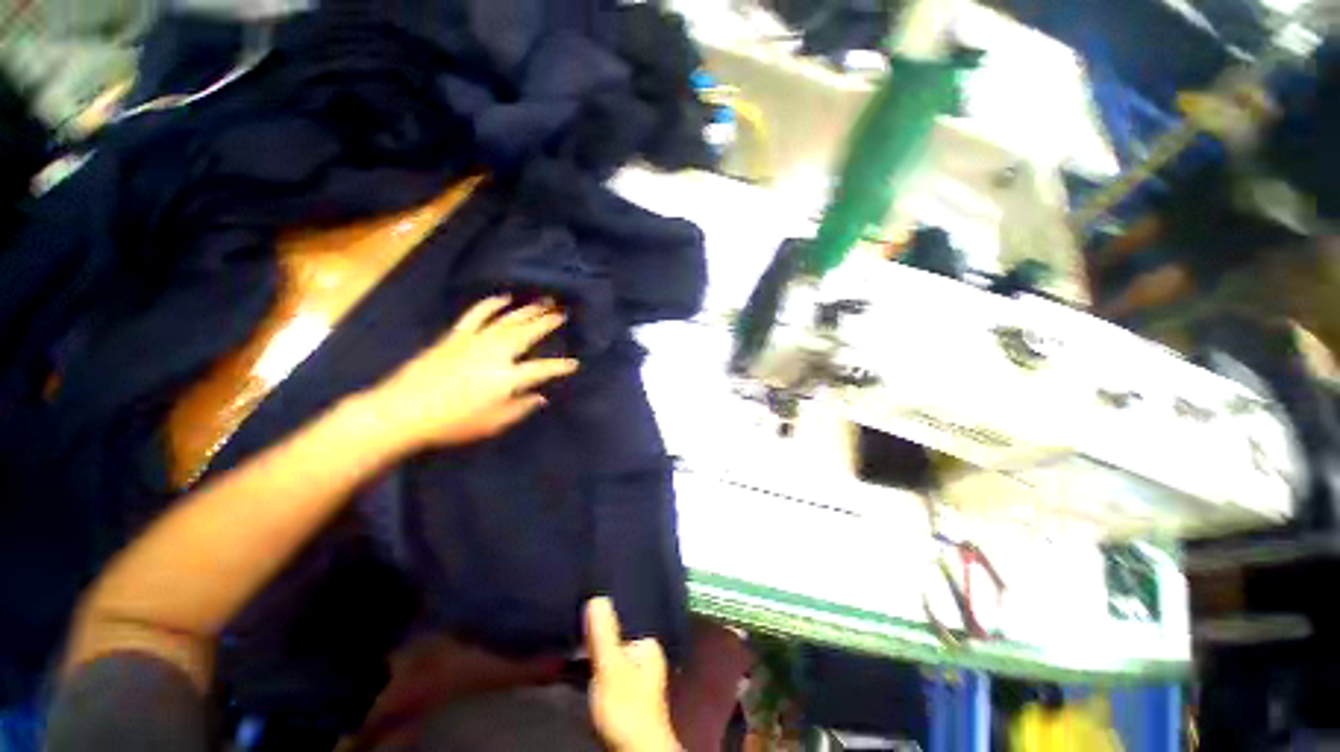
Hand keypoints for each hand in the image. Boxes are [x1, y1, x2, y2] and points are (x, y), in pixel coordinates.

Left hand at [365, 296, 578, 451]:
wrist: (403, 411)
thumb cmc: (452, 423)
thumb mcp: (493, 423)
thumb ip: (520, 408)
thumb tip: (540, 397)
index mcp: (507, 378)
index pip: (543, 369)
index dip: (561, 366)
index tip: (574, 363)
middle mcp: (495, 353)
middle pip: (528, 333)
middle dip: (548, 323)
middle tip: (563, 314)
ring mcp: (475, 341)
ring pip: (508, 320)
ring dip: (528, 310)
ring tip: (544, 302)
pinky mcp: (456, 336)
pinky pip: (477, 314)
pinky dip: (491, 304)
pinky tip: (503, 298)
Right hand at [585, 597, 680, 751]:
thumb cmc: (626, 706)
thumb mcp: (611, 666)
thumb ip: (604, 633)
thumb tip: (597, 597)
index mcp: (649, 645)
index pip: (625, 619)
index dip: (605, 616)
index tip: (584, 609)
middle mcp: (647, 657)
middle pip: (617, 638)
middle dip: (598, 635)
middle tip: (575, 629)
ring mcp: (637, 677)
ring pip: (611, 655)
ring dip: (594, 653)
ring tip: (573, 644)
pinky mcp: (625, 694)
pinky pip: (607, 670)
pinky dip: (594, 668)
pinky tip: (580, 667)